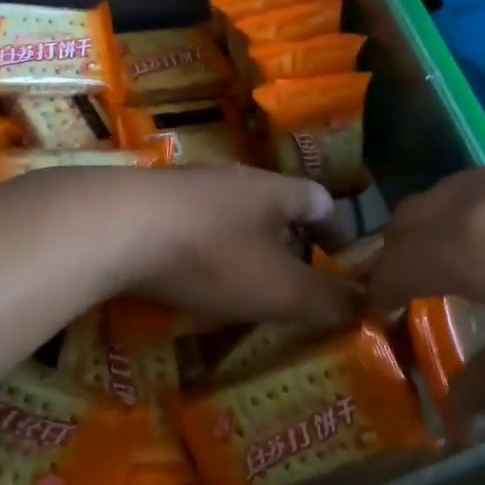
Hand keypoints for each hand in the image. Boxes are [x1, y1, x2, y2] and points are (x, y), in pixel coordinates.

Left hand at [16, 165, 353, 327]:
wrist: (116, 225)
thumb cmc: (211, 255)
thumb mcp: (278, 288)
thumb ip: (326, 301)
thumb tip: (368, 306)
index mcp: (274, 190)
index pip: (321, 200)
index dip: (338, 232)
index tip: (342, 265)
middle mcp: (236, 178)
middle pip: (275, 206)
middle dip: (288, 245)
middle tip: (292, 286)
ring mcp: (190, 185)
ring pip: (232, 214)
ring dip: (244, 248)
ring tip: (242, 288)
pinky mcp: (153, 200)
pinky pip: (193, 223)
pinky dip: (203, 251)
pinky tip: (189, 280)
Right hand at [366, 158, 484, 418]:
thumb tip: (453, 403)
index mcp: (473, 245)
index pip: (396, 263)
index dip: (377, 292)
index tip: (375, 316)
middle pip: (415, 213)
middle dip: (398, 251)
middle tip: (407, 290)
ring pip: (457, 189)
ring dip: (440, 224)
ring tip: (462, 262)